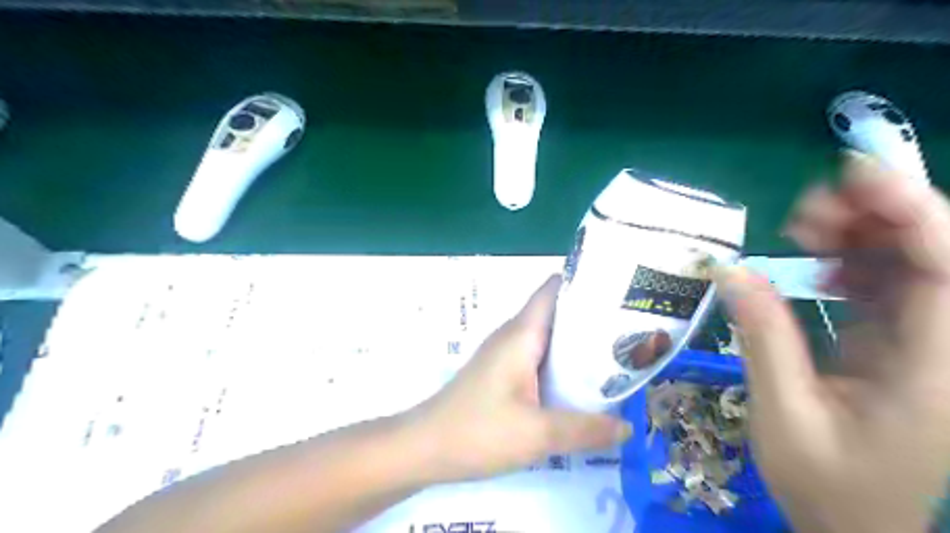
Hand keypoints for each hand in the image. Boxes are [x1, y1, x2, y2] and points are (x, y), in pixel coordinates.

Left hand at [405, 275, 629, 483]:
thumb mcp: (537, 434)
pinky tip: (583, 384)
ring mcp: (506, 354)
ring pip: (549, 337)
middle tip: (632, 329)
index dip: (585, 283)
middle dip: (593, 317)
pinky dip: (564, 363)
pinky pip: (539, 357)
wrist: (424, 447)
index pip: (554, 289)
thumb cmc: (478, 431)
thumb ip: (585, 429)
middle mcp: (514, 335)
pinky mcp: (503, 373)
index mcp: (522, 334)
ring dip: (579, 343)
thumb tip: (628, 427)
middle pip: (557, 312)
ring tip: (618, 355)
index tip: (620, 291)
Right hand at [717, 150, 948, 532]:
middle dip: (876, 215)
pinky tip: (809, 261)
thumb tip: (731, 272)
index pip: (949, 273)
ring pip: (910, 263)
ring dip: (858, 233)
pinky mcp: (902, 343)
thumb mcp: (784, 416)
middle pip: (935, 256)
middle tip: (807, 209)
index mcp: (939, 374)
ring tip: (800, 228)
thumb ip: (764, 341)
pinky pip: (887, 285)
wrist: (860, 529)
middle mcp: (947, 348)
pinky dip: (848, 262)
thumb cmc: (828, 488)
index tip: (855, 174)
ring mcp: (928, 343)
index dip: (913, 211)